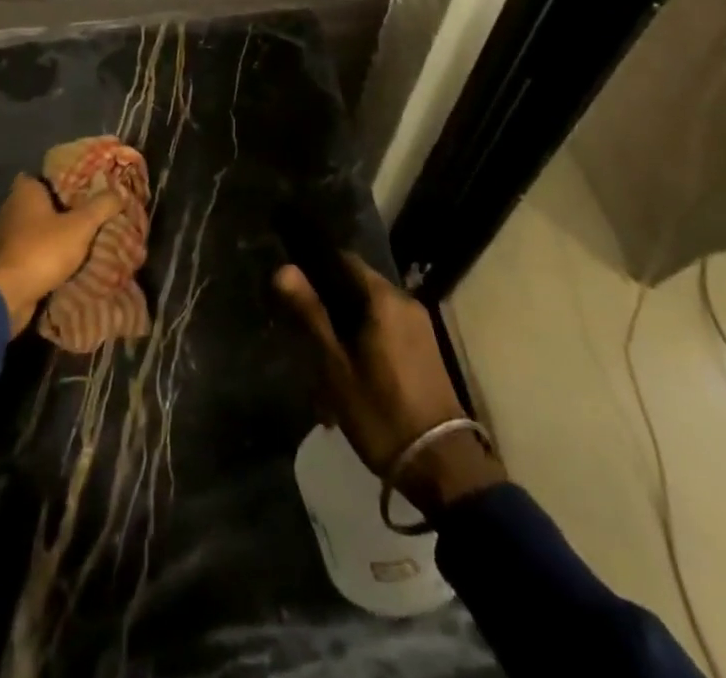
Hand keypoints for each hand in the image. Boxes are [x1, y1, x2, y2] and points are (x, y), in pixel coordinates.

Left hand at [0, 173, 127, 337]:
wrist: (8, 295)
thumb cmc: (43, 249)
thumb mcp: (81, 225)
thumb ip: (101, 206)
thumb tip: (119, 192)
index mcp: (24, 192)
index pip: (42, 175)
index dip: (60, 179)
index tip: (81, 186)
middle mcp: (10, 209)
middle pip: (39, 202)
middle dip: (60, 208)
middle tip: (86, 212)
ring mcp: (4, 237)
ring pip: (34, 228)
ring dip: (51, 233)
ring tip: (79, 237)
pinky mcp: (4, 262)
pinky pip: (29, 251)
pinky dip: (43, 254)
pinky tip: (62, 260)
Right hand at [274, 254, 506, 514]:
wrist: (442, 466)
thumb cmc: (381, 412)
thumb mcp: (336, 366)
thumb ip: (311, 314)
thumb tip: (283, 268)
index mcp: (384, 298)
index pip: (343, 259)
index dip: (315, 268)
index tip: (293, 287)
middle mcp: (405, 301)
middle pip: (357, 285)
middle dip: (330, 305)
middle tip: (303, 331)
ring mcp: (419, 325)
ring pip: (370, 311)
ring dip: (346, 328)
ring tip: (323, 361)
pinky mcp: (425, 348)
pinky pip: (387, 328)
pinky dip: (365, 340)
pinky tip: (350, 373)